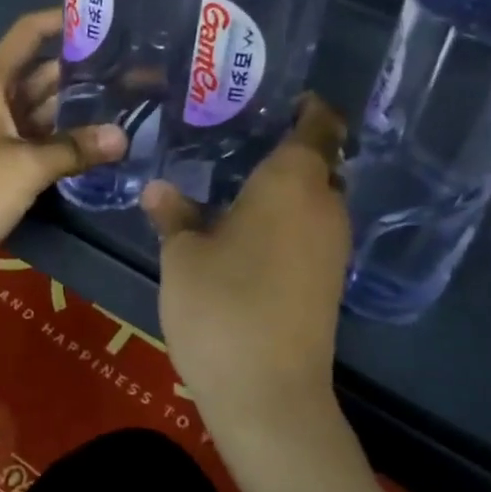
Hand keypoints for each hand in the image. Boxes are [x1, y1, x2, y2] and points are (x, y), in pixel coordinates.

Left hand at [0, 9, 125, 290]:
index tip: (101, 21)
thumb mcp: (24, 166)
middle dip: (81, 74)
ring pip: (39, 115)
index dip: (59, 22)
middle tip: (133, 74)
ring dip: (74, 114)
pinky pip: (34, 147)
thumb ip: (73, 149)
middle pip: (40, 77)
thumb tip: (120, 138)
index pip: (26, 36)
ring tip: (125, 109)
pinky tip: (96, 150)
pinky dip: (60, 147)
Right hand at [142, 95, 350, 434]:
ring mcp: (332, 246)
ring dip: (286, 185)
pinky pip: (312, 228)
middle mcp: (325, 205)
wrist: (269, 394)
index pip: (319, 124)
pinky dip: (288, 217)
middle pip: (319, 160)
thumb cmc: (222, 306)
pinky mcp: (328, 280)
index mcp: (293, 183)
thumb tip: (158, 187)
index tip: (276, 97)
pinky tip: (246, 227)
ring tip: (235, 179)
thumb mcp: (183, 255)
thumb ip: (174, 214)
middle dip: (287, 146)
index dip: (307, 106)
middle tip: (237, 136)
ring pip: (316, 196)